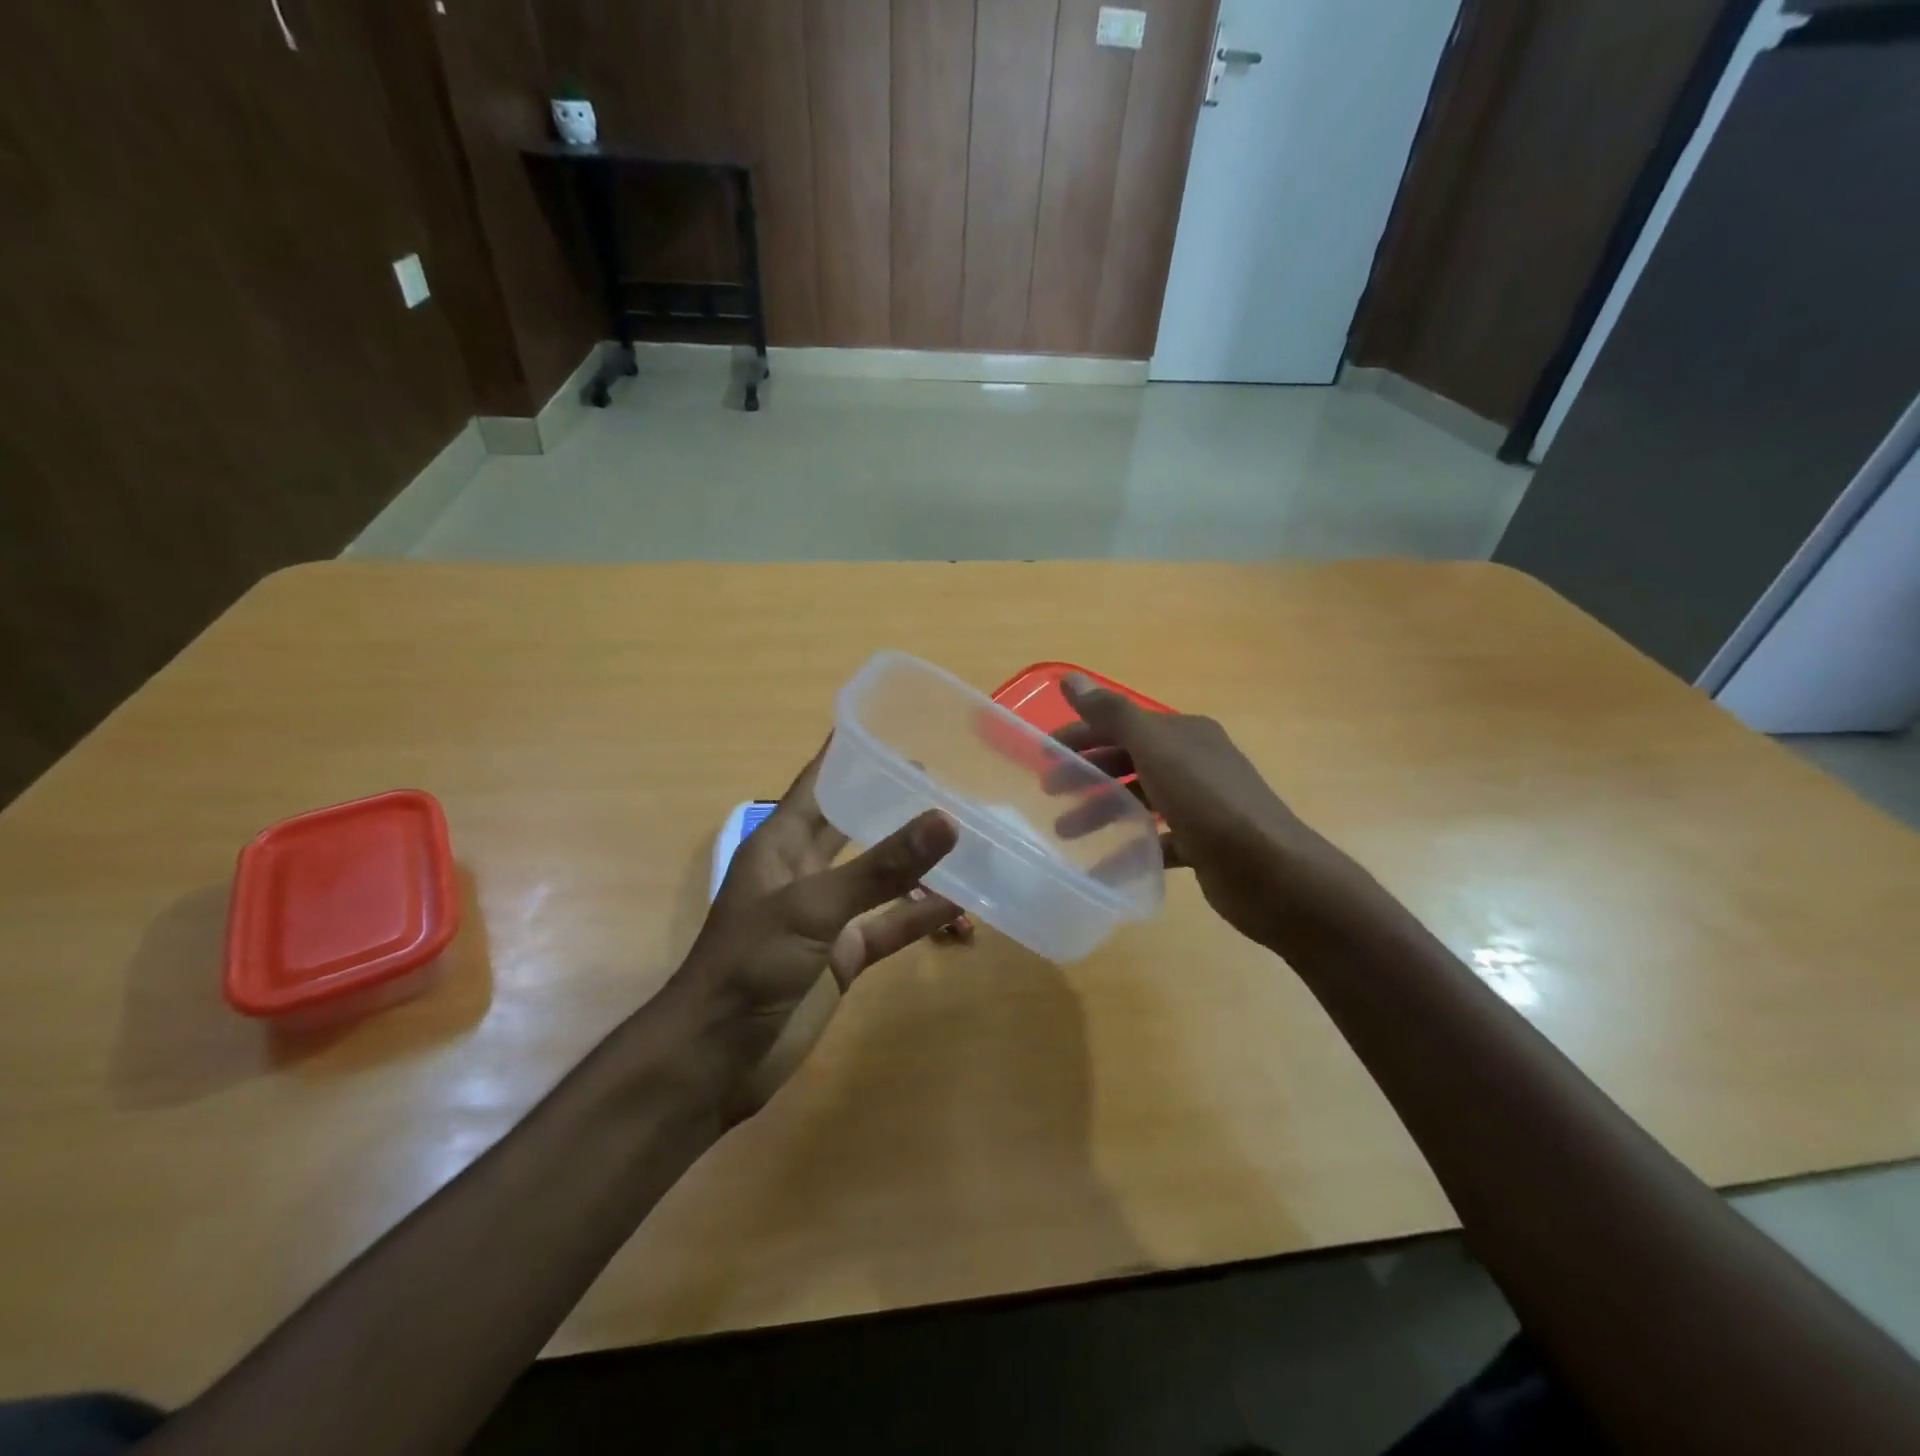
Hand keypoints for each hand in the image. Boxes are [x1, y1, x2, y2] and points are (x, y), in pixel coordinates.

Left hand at [675, 740, 966, 1118]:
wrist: (716, 1061)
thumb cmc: (749, 966)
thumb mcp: (813, 908)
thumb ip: (879, 867)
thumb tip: (946, 819)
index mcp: (781, 843)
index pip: (819, 781)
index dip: (850, 751)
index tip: (895, 721)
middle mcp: (805, 871)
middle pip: (855, 823)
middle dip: (894, 800)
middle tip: (949, 774)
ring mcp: (827, 915)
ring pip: (881, 877)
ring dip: (918, 862)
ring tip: (970, 835)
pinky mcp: (844, 956)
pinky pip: (890, 925)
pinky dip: (922, 916)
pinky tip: (965, 905)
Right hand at [1056, 674, 1366, 947]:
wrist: (1272, 873)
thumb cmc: (1208, 802)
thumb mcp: (1156, 750)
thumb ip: (1112, 714)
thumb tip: (1070, 677)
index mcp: (1184, 734)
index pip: (1122, 724)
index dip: (1081, 735)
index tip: (1043, 755)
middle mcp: (1193, 763)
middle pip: (1128, 761)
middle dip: (1087, 774)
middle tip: (1049, 793)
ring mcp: (1200, 805)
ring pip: (1139, 801)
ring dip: (1101, 812)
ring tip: (1066, 834)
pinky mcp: (1203, 844)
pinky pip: (1155, 842)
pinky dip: (1128, 851)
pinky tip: (1101, 868)